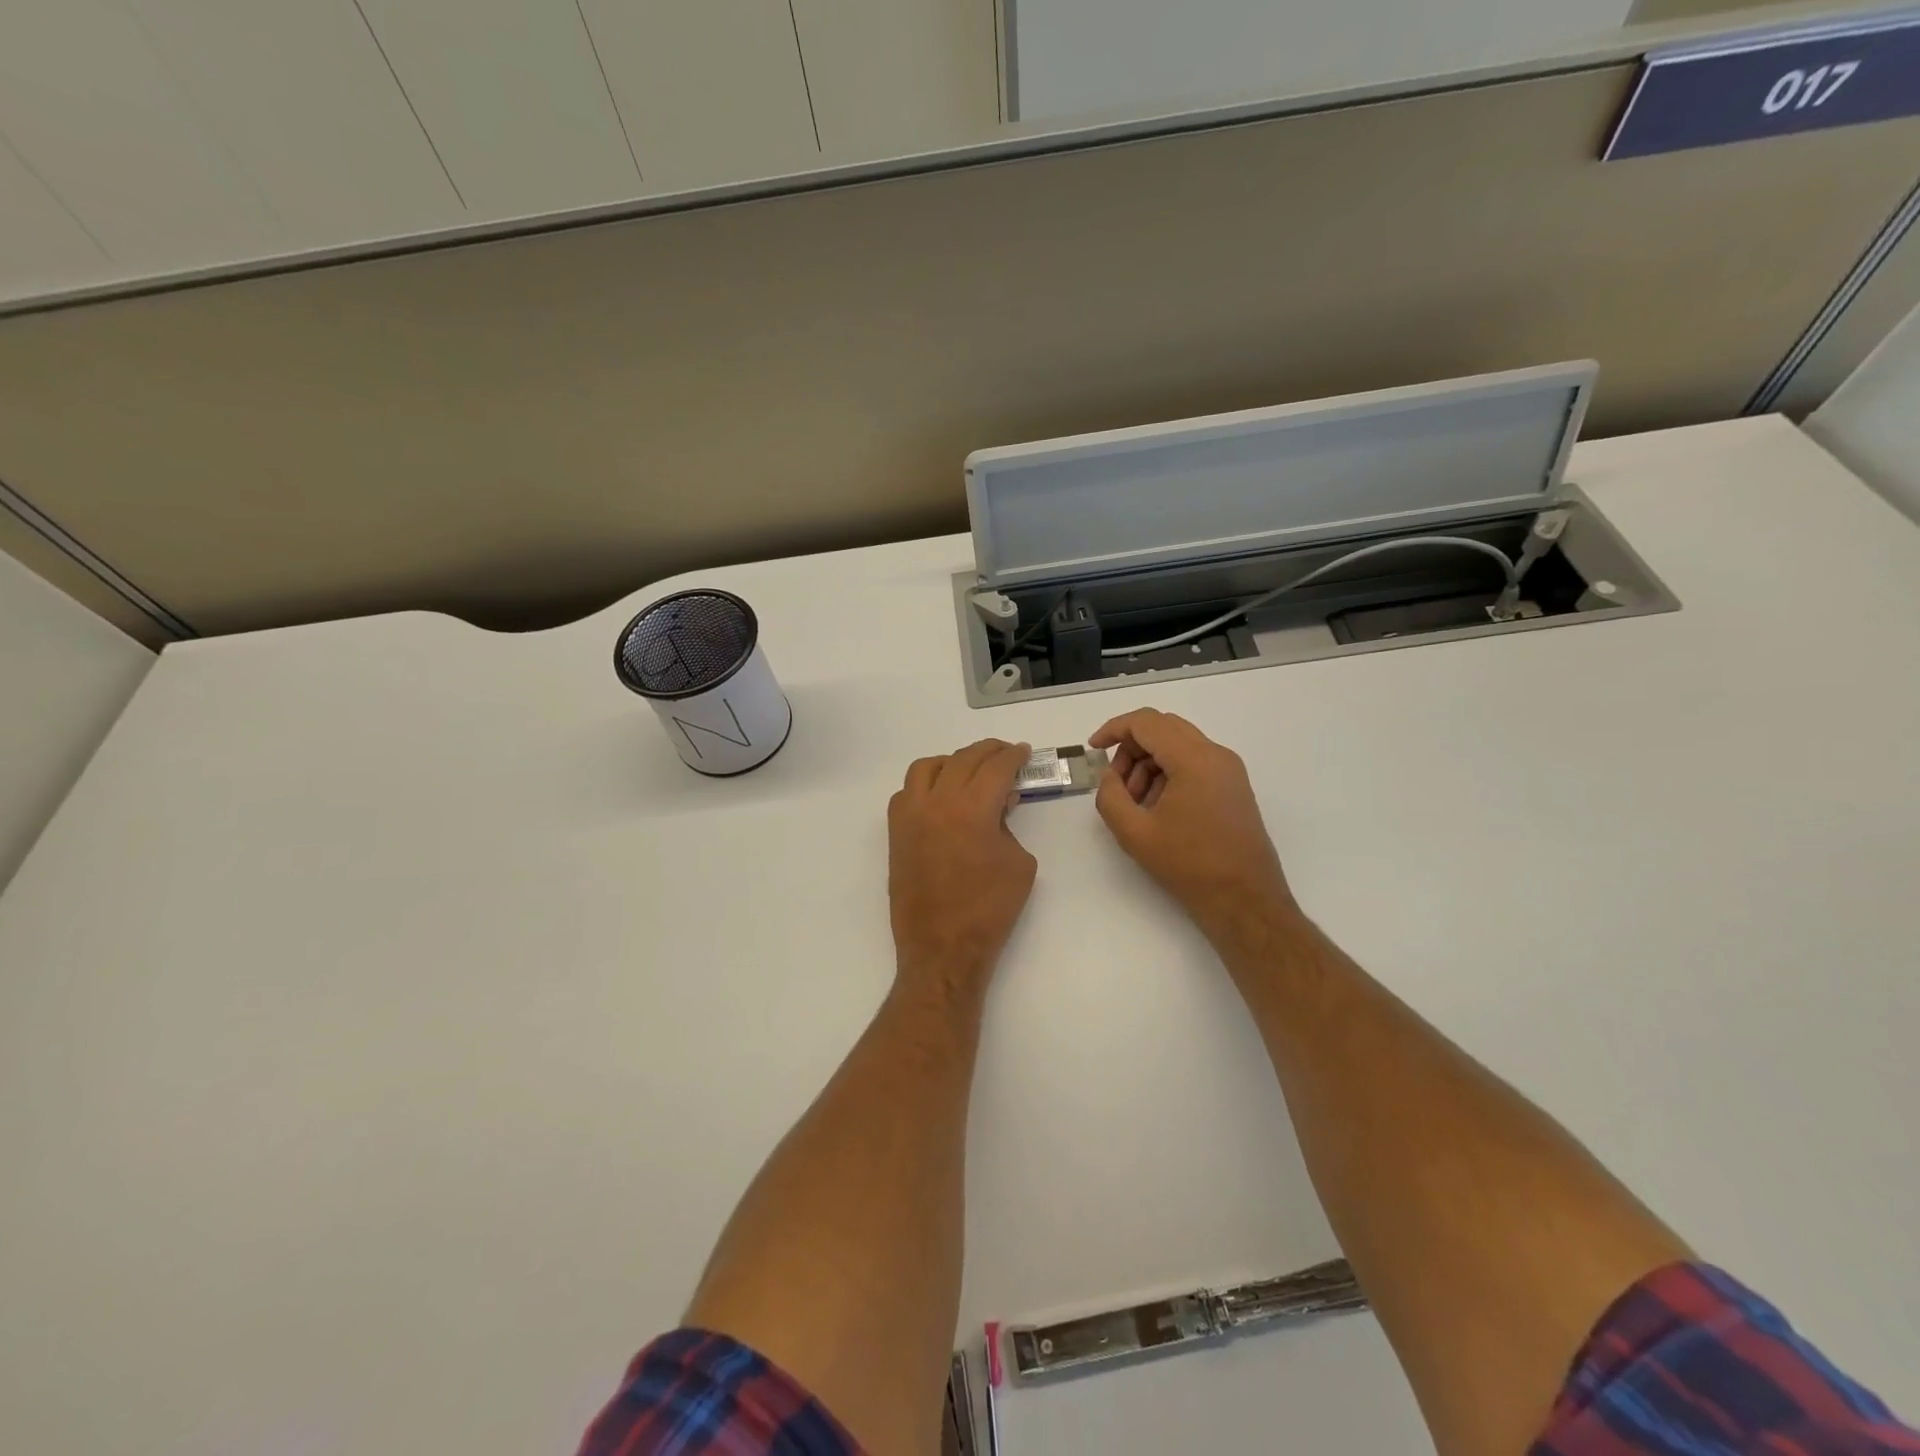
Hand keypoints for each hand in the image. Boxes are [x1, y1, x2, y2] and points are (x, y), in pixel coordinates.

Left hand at [888, 739, 1037, 996]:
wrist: (943, 947)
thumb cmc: (990, 909)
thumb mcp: (1019, 863)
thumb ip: (1009, 825)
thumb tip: (999, 805)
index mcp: (972, 808)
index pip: (996, 767)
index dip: (1014, 756)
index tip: (1023, 752)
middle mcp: (937, 802)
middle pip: (963, 759)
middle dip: (988, 752)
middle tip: (1005, 754)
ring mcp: (911, 816)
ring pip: (927, 768)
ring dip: (952, 761)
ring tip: (969, 770)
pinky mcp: (897, 833)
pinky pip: (906, 792)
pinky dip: (925, 785)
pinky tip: (940, 797)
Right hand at [1090, 709, 1297, 943]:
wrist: (1245, 901)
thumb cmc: (1189, 866)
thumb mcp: (1134, 832)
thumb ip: (1110, 795)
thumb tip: (1111, 775)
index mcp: (1194, 759)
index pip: (1146, 722)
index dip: (1114, 730)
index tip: (1093, 750)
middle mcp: (1216, 754)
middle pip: (1163, 728)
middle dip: (1131, 748)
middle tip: (1116, 784)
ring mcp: (1229, 770)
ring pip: (1178, 745)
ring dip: (1149, 763)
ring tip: (1137, 804)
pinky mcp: (1233, 787)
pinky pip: (1194, 763)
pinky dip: (1168, 774)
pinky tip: (1159, 809)